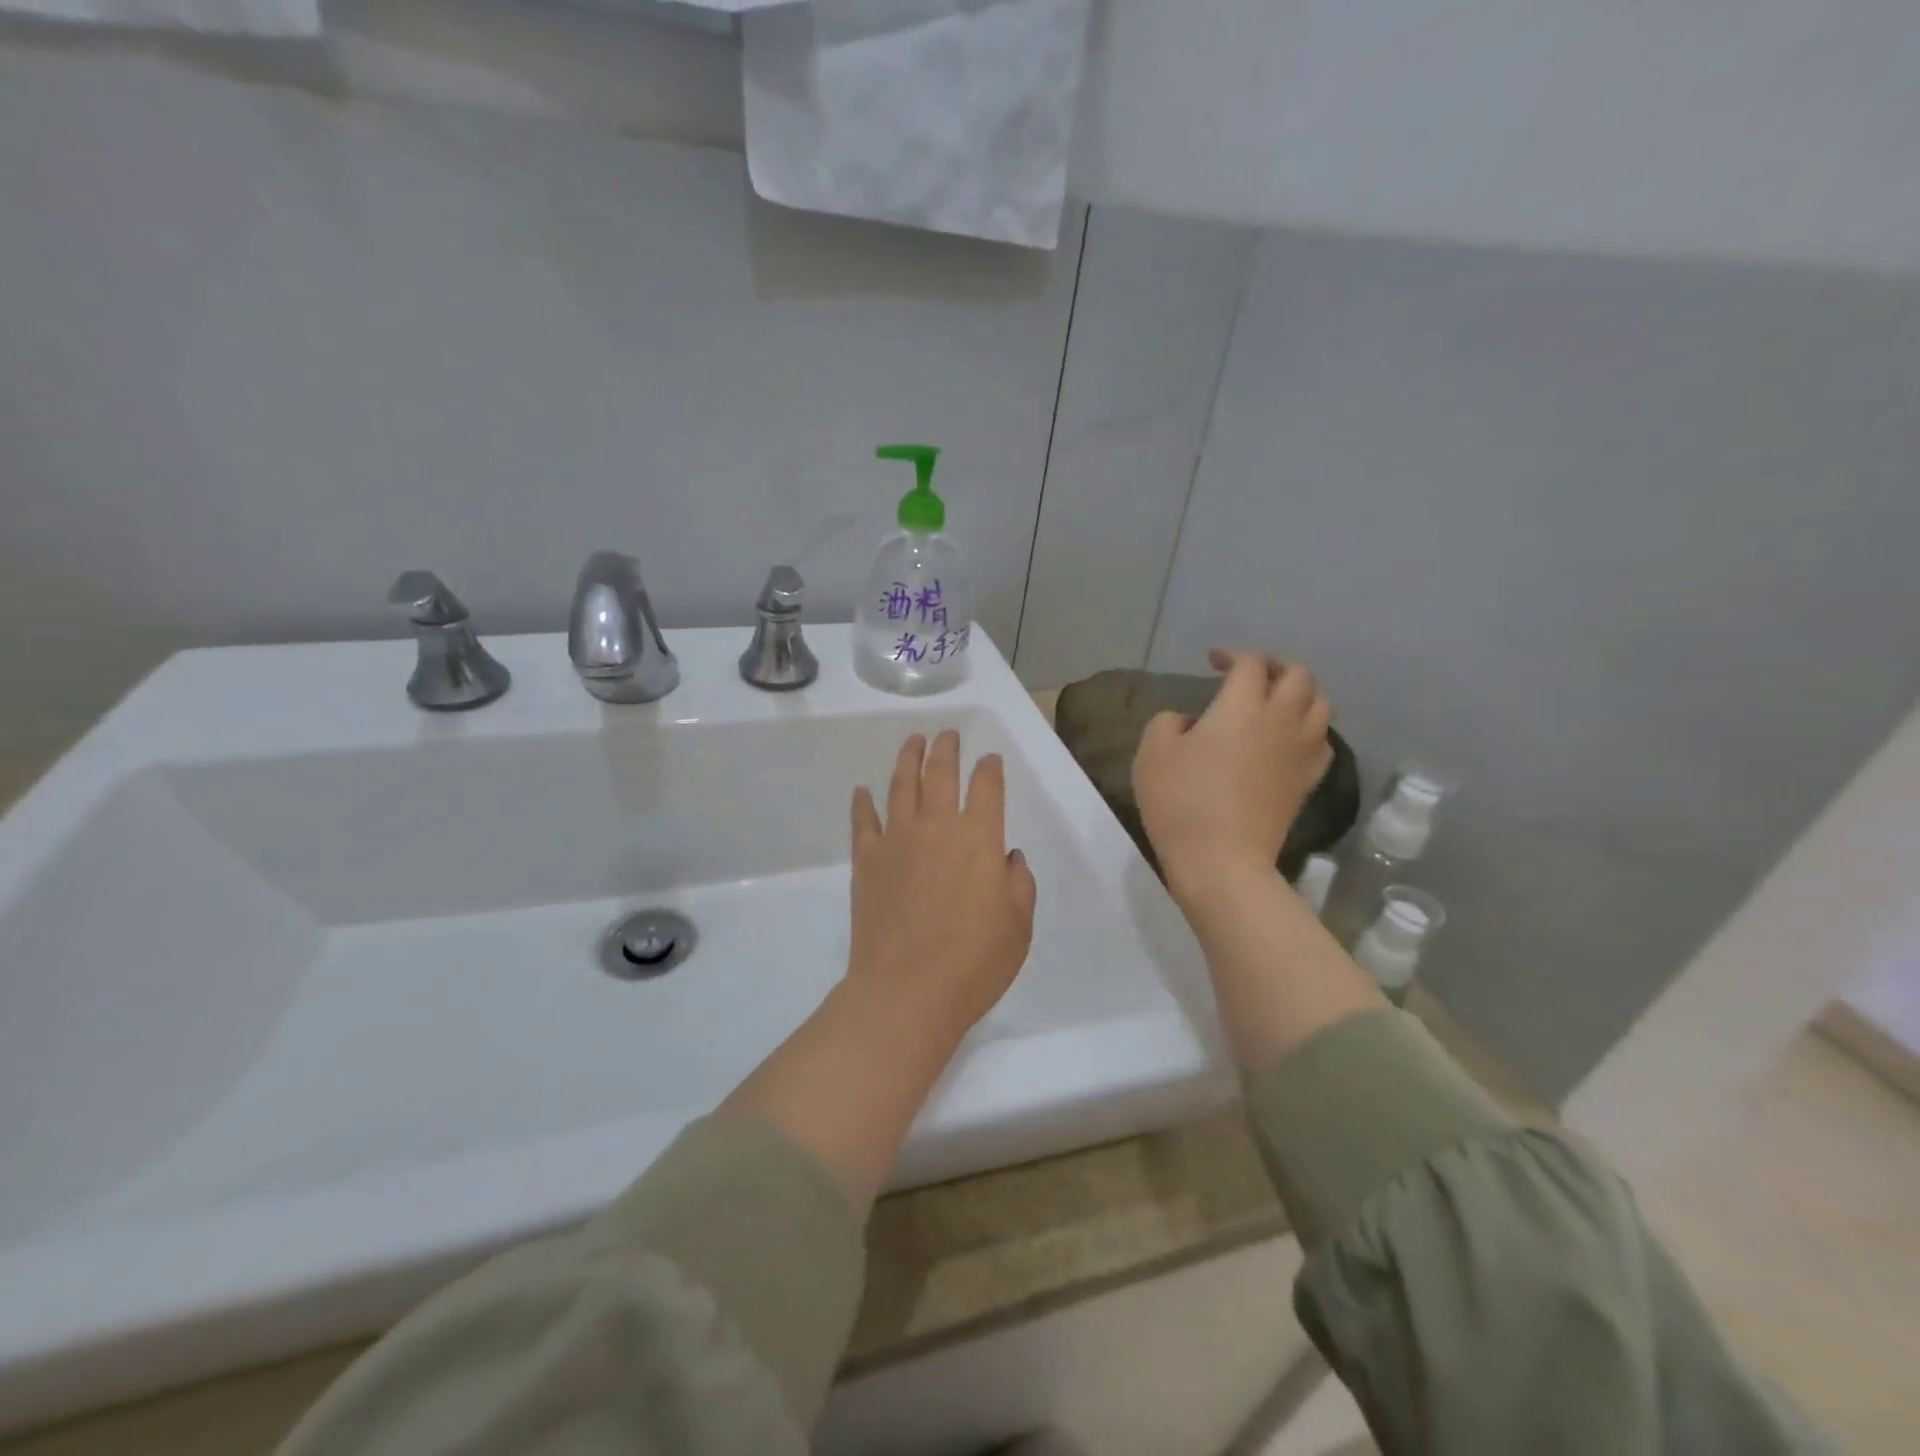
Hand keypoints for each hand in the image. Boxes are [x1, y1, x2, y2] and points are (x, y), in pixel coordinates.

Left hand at [847, 730, 1038, 1035]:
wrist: (907, 990)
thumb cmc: (974, 961)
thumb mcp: (1019, 925)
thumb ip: (1019, 883)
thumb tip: (1008, 856)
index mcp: (979, 837)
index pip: (987, 786)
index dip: (990, 768)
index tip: (990, 759)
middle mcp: (937, 826)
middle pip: (940, 773)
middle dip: (946, 748)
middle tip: (947, 734)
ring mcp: (897, 840)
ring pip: (901, 785)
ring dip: (908, 758)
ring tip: (913, 741)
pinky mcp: (867, 860)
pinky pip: (863, 821)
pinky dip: (863, 802)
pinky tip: (862, 791)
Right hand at [1133, 650, 1332, 899]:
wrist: (1222, 861)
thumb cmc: (1181, 802)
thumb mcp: (1153, 753)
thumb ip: (1168, 722)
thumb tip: (1191, 722)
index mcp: (1242, 706)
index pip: (1250, 664)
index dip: (1232, 656)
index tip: (1213, 662)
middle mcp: (1280, 720)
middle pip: (1298, 676)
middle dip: (1276, 666)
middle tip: (1251, 674)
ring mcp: (1300, 752)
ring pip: (1321, 705)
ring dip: (1301, 694)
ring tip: (1278, 701)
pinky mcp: (1307, 782)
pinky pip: (1323, 742)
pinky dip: (1310, 730)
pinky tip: (1292, 739)